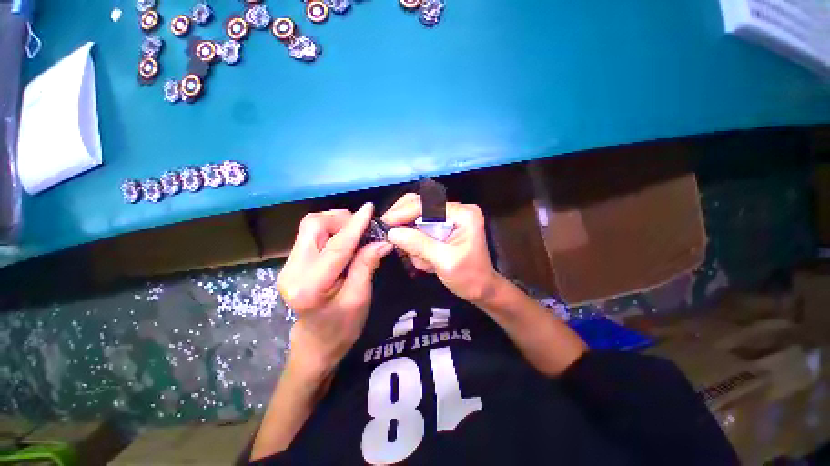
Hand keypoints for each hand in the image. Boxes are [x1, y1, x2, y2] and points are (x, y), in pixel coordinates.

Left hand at [277, 203, 392, 376]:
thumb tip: (383, 241)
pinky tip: (344, 239)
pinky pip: (310, 235)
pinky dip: (330, 231)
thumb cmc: (342, 328)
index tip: (370, 208)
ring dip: (335, 223)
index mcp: (310, 287)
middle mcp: (292, 271)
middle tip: (362, 226)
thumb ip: (367, 265)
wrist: (316, 344)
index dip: (355, 225)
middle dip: (340, 219)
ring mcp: (288, 266)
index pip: (336, 246)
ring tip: (355, 231)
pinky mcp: (292, 263)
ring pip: (310, 227)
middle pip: (313, 226)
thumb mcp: (360, 298)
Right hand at [381, 194, 502, 303]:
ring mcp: (450, 218)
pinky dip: (416, 243)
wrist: (481, 289)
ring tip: (421, 260)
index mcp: (463, 214)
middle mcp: (456, 210)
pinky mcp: (443, 227)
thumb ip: (419, 245)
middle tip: (390, 234)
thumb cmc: (468, 277)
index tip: (385, 223)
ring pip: (417, 217)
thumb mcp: (444, 262)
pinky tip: (425, 260)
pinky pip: (421, 228)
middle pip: (420, 204)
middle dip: (404, 220)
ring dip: (412, 238)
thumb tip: (392, 232)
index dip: (404, 211)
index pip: (427, 204)